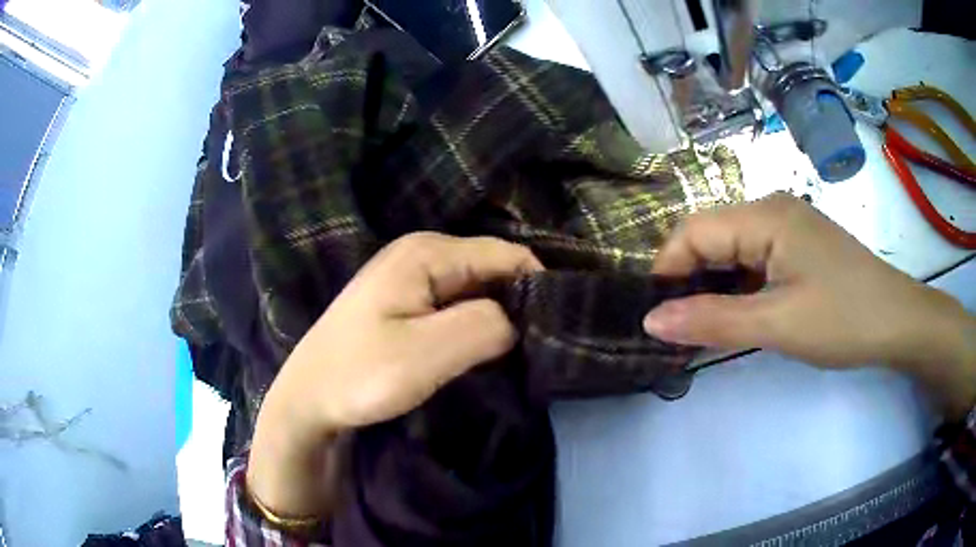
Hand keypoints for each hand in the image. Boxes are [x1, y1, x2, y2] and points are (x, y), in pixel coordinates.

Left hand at [247, 233, 541, 519]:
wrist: (309, 399)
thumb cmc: (360, 374)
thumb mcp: (426, 353)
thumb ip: (485, 326)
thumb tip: (520, 318)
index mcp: (428, 253)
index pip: (507, 255)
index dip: (536, 287)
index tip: (553, 331)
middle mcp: (422, 254)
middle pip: (493, 269)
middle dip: (517, 305)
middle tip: (534, 350)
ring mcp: (412, 277)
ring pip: (477, 289)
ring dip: (498, 319)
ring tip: (513, 355)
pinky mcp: (407, 302)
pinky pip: (457, 305)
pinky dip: (476, 326)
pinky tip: (481, 352)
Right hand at [643, 193, 975, 416]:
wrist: (898, 323)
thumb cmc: (843, 319)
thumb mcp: (778, 325)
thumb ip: (713, 321)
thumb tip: (651, 321)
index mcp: (766, 215)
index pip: (695, 231)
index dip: (668, 270)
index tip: (658, 317)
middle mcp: (772, 210)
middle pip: (712, 237)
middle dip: (690, 281)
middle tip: (680, 329)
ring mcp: (788, 228)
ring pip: (732, 251)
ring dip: (715, 287)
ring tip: (706, 327)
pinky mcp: (799, 249)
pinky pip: (754, 261)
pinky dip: (739, 288)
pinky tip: (741, 315)